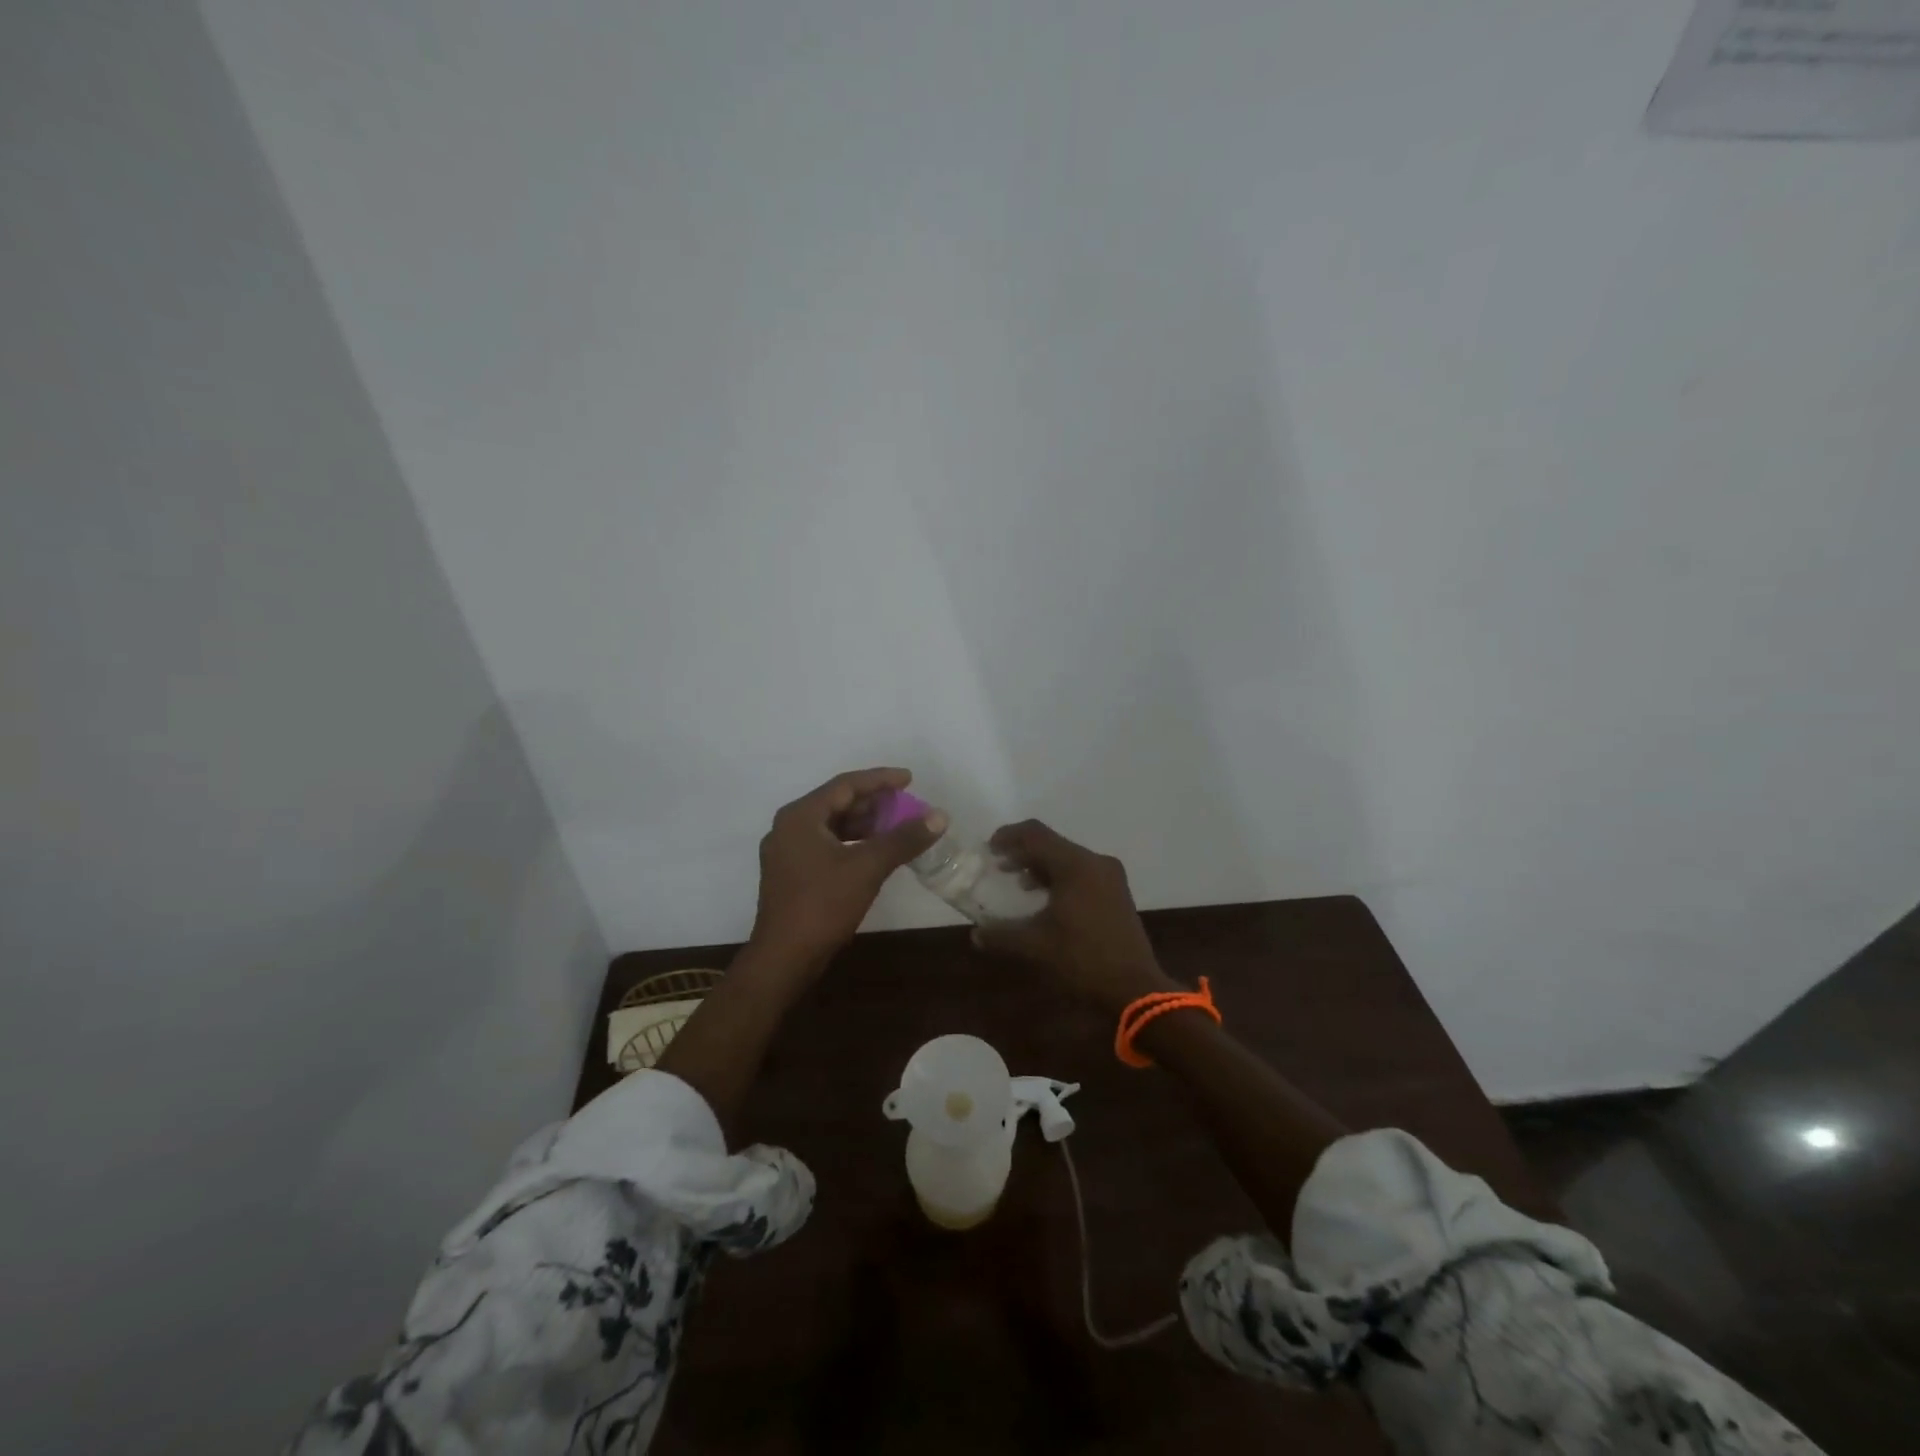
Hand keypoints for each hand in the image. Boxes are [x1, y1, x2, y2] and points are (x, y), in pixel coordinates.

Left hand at [747, 767, 944, 971]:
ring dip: (864, 824)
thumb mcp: (868, 867)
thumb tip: (939, 816)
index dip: (880, 779)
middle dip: (874, 803)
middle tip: (906, 804)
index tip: (909, 778)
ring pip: (832, 826)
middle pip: (837, 803)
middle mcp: (789, 827)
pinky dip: (853, 844)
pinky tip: (875, 853)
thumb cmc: (823, 905)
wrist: (784, 958)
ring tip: (897, 827)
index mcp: (800, 816)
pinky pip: (826, 845)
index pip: (845, 785)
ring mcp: (787, 852)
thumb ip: (903, 838)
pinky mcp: (791, 875)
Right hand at [973, 820, 1177, 1012]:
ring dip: (1041, 866)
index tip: (989, 850)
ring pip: (1068, 858)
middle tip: (999, 867)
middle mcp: (1095, 862)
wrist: (1135, 989)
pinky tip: (1046, 900)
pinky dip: (1060, 878)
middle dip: (1023, 853)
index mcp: (1076, 866)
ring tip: (1019, 883)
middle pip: (1052, 844)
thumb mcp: (1035, 947)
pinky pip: (1082, 872)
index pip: (1035, 834)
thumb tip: (976, 934)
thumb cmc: (1082, 960)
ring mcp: (1110, 877)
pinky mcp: (1117, 893)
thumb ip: (1002, 935)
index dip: (1008, 836)